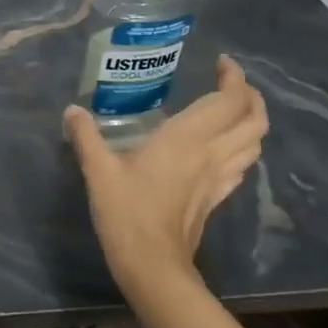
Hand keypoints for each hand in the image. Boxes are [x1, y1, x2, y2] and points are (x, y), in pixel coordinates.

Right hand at [64, 56, 267, 299]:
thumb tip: (72, 111)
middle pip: (254, 120)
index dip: (234, 78)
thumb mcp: (99, 171)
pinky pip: (241, 165)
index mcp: (187, 139)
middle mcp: (212, 154)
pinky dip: (241, 147)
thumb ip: (86, 136)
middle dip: (250, 96)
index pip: (229, 101)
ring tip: (232, 110)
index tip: (222, 63)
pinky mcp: (217, 198)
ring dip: (252, 121)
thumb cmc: (126, 213)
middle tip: (230, 83)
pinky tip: (222, 149)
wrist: (152, 264)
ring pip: (255, 143)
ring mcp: (219, 178)